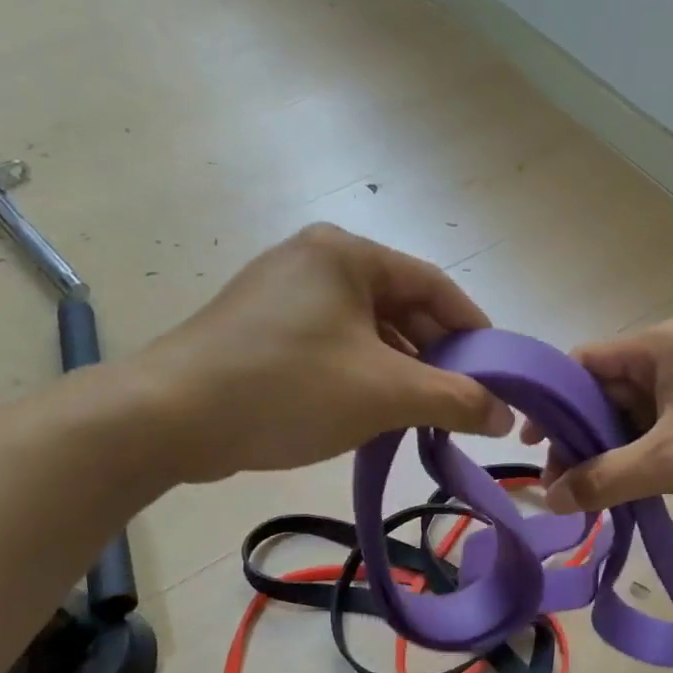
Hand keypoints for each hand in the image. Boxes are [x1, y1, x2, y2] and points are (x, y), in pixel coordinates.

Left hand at [124, 225, 513, 482]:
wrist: (167, 418)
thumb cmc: (288, 388)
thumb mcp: (385, 394)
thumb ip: (455, 400)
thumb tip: (505, 417)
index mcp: (348, 254)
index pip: (435, 286)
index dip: (474, 329)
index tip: (498, 372)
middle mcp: (316, 260)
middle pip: (401, 306)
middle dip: (436, 357)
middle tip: (463, 401)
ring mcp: (284, 292)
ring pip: (367, 329)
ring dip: (401, 371)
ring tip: (422, 415)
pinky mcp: (263, 327)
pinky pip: (334, 344)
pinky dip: (363, 374)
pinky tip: (373, 412)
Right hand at [523, 319, 672, 511]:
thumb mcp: (669, 461)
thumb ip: (604, 478)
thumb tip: (550, 499)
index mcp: (657, 346)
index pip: (582, 363)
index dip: (551, 401)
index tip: (532, 445)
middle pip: (606, 390)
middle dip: (580, 436)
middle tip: (563, 484)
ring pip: (635, 412)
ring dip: (612, 449)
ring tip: (594, 493)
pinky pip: (663, 424)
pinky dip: (643, 452)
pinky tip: (633, 485)